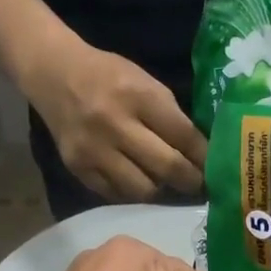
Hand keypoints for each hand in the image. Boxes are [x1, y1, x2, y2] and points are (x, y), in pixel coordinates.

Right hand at [22, 41, 205, 203]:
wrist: (54, 76)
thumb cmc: (109, 77)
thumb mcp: (145, 83)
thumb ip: (170, 116)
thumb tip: (200, 153)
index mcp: (138, 96)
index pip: (183, 136)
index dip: (203, 157)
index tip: (216, 170)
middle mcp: (115, 124)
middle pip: (166, 167)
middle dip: (189, 181)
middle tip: (198, 186)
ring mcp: (94, 150)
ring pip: (142, 189)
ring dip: (159, 189)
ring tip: (164, 183)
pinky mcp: (79, 168)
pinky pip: (116, 194)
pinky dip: (131, 192)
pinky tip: (137, 182)